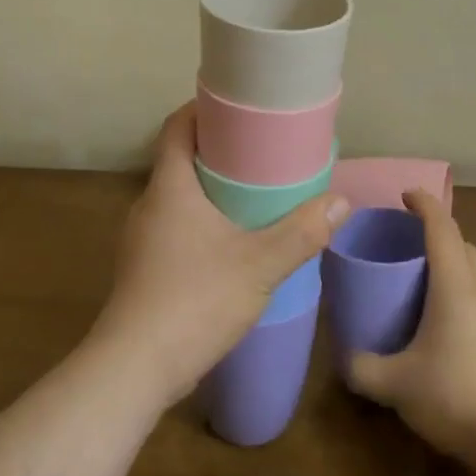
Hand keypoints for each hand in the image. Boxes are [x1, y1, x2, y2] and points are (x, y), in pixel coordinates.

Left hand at [89, 103, 347, 409]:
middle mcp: (150, 205)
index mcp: (169, 188)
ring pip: (179, 196)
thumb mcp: (259, 265)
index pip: (177, 127)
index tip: (237, 105)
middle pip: (180, 159)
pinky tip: (233, 241)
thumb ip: (301, 232)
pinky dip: (203, 220)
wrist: (134, 370)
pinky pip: (177, 225)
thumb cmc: (194, 301)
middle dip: (218, 149)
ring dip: (211, 188)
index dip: (202, 109)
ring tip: (254, 191)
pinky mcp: (145, 268)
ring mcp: (143, 239)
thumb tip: (341, 201)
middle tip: (261, 148)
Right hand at [348, 190, 475, 462]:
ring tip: (420, 279)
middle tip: (404, 243)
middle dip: (435, 233)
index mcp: (455, 282)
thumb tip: (346, 358)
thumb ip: (363, 367)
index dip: (423, 203)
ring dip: (450, 261)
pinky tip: (442, 319)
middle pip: (461, 243)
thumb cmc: (456, 394)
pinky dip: (460, 288)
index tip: (403, 195)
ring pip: (474, 269)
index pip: (441, 225)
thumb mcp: (396, 383)